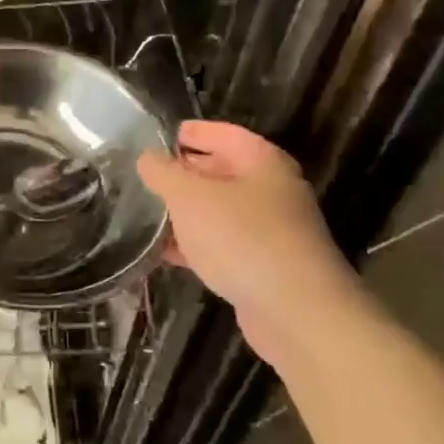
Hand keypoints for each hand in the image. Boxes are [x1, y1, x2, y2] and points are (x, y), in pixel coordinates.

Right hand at [136, 120, 363, 365]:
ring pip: (221, 212)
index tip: (161, 135)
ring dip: (187, 212)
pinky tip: (165, 253)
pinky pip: (223, 245)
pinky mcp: (264, 267)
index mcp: (262, 162)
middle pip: (223, 172)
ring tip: (147, 213)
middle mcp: (272, 191)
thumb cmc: (241, 238)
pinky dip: (196, 244)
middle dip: (186, 173)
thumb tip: (147, 158)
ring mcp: (271, 231)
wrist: (296, 311)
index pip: (224, 133)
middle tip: (147, 175)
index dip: (193, 132)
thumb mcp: (189, 197)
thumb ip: (163, 172)